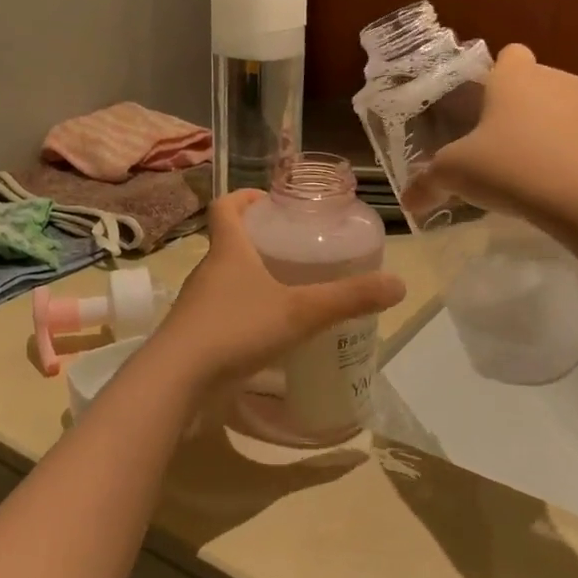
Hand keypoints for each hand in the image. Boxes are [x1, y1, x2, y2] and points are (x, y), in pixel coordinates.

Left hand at [149, 191, 405, 389]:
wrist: (178, 380)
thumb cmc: (236, 329)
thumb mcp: (300, 311)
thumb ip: (348, 298)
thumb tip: (399, 284)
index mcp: (228, 250)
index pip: (226, 206)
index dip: (245, 197)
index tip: (270, 201)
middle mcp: (208, 271)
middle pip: (229, 243)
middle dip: (260, 241)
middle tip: (296, 250)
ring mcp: (198, 305)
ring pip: (226, 280)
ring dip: (252, 280)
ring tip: (289, 291)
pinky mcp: (196, 336)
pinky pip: (223, 314)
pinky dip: (245, 314)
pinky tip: (269, 335)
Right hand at [411, 44, 577, 223]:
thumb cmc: (510, 166)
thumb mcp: (454, 174)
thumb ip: (428, 183)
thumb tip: (408, 201)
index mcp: (515, 76)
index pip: (508, 54)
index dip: (493, 76)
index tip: (478, 106)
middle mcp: (554, 81)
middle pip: (533, 83)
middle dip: (515, 107)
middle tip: (491, 143)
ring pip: (557, 111)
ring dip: (541, 131)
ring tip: (520, 169)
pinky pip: (576, 140)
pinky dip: (563, 156)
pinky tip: (546, 186)